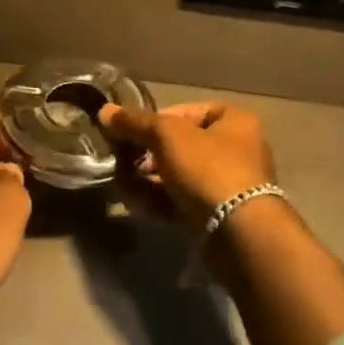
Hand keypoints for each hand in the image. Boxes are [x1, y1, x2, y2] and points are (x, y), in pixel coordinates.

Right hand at [97, 101, 276, 225]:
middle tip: (124, 161)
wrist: (239, 233)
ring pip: (177, 175)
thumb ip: (134, 122)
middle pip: (179, 145)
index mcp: (235, 122)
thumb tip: (104, 111)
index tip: (132, 132)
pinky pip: (181, 201)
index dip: (156, 119)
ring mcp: (226, 186)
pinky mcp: (217, 216)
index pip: (187, 111)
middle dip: (146, 154)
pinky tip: (136, 204)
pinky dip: (158, 200)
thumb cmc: (208, 168)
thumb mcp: (167, 135)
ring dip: (146, 179)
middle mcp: (235, 150)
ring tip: (124, 185)